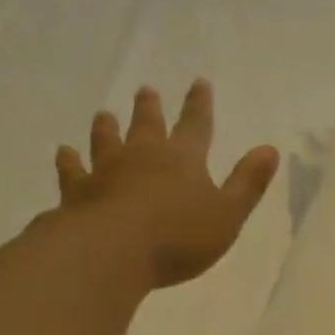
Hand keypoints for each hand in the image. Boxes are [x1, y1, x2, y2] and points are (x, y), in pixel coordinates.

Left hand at [53, 81, 279, 289]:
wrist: (111, 251)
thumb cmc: (179, 237)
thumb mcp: (228, 214)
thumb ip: (248, 183)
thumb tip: (270, 149)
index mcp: (183, 159)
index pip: (196, 125)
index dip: (200, 105)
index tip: (200, 83)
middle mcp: (142, 156)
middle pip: (147, 125)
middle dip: (150, 108)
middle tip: (147, 91)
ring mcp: (105, 171)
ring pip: (106, 140)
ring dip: (107, 127)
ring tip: (104, 114)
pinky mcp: (77, 191)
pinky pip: (72, 170)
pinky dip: (68, 160)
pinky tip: (64, 152)